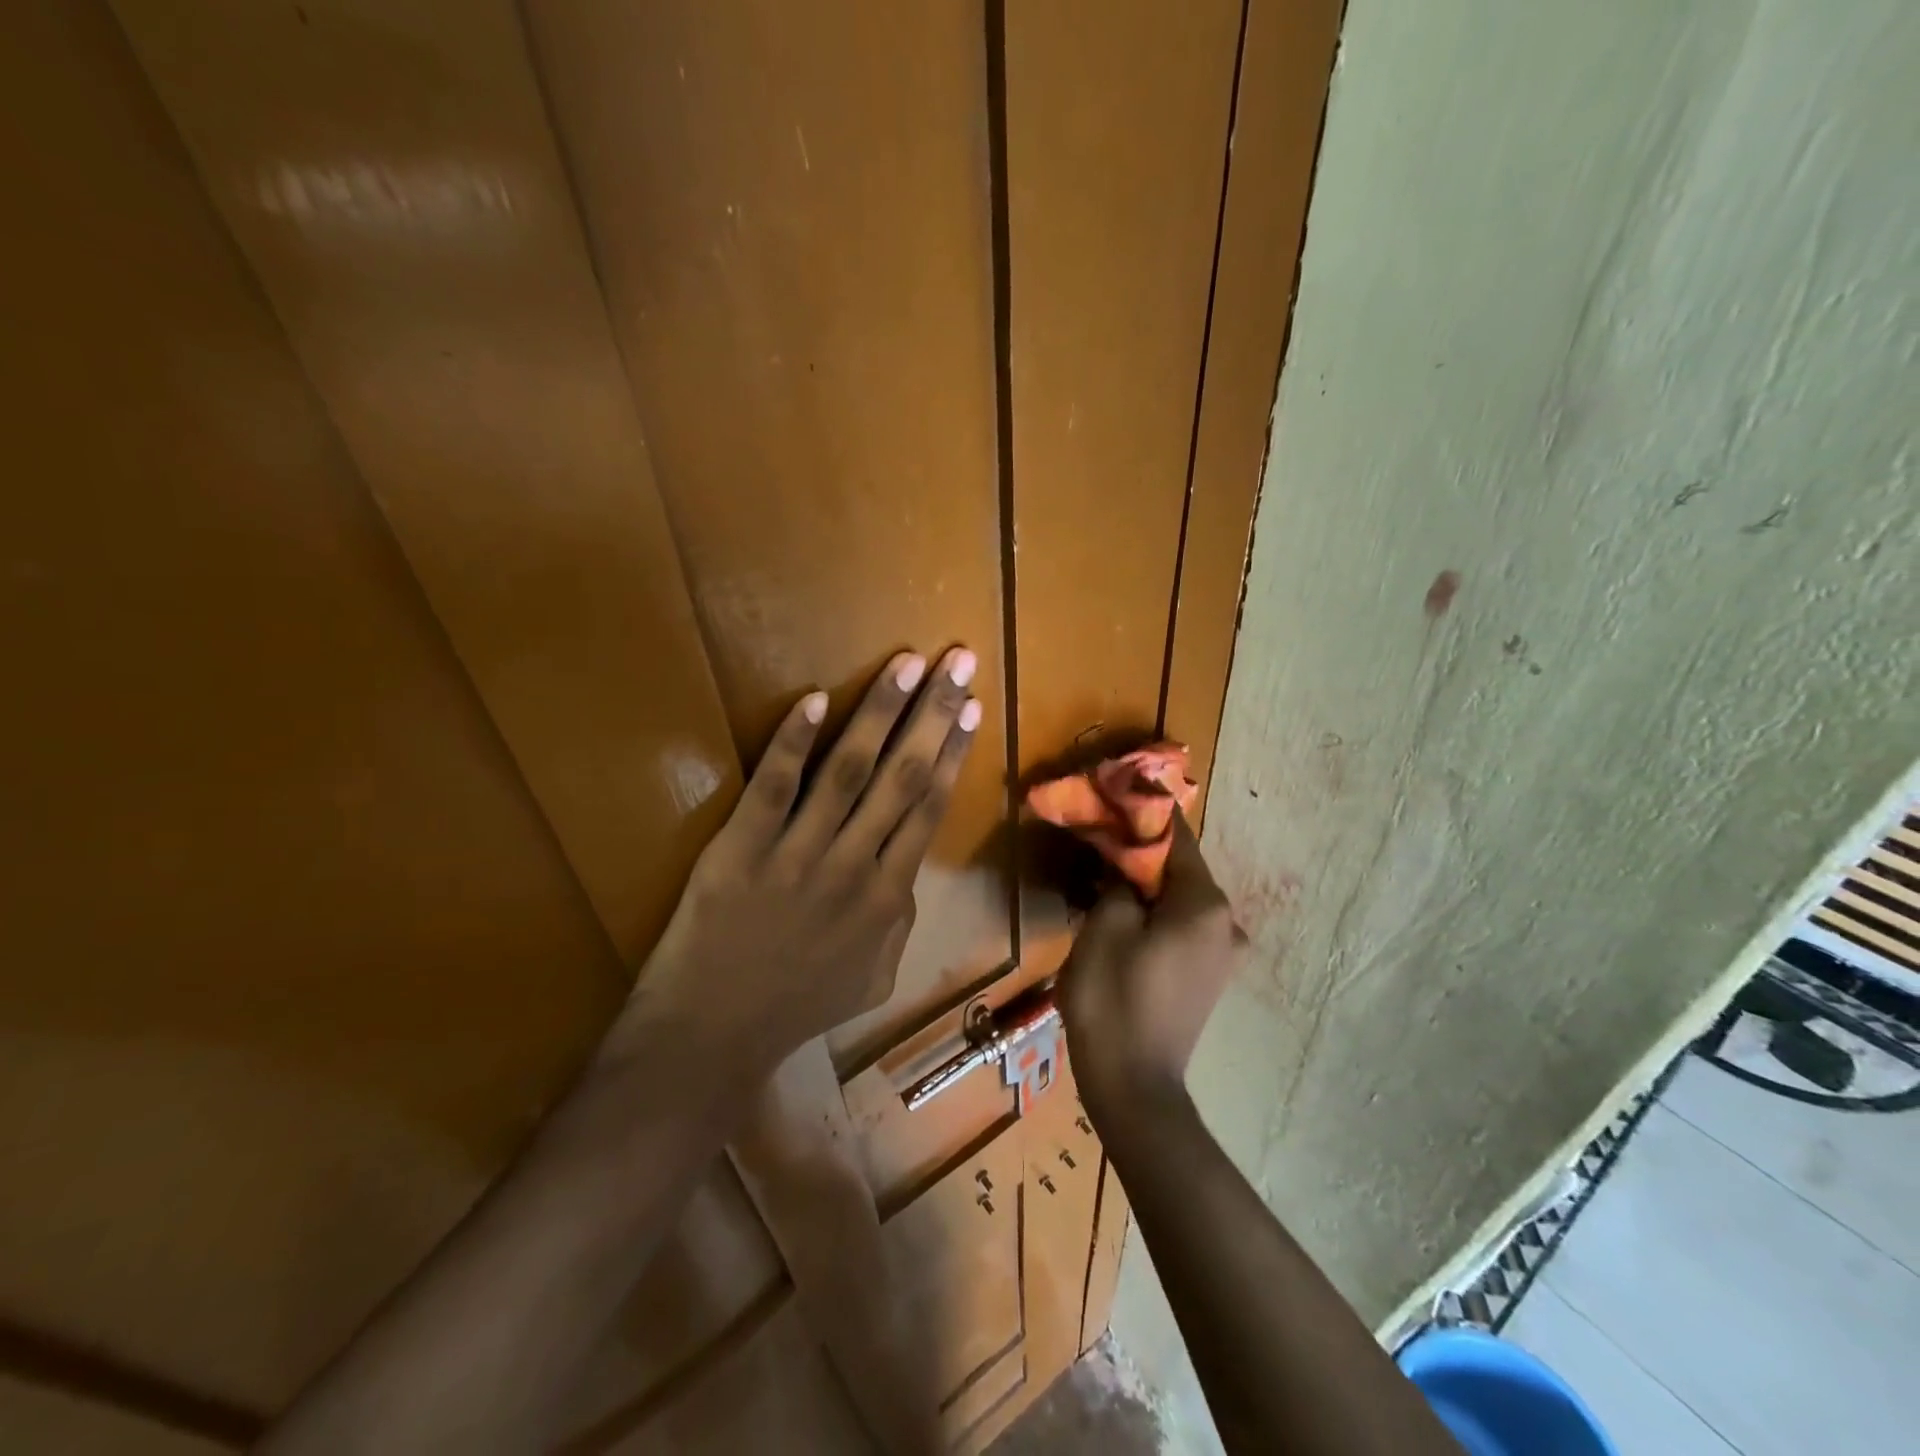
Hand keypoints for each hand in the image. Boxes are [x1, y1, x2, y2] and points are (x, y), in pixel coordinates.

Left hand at [603, 646, 981, 1080]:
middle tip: (957, 661)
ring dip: (880, 712)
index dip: (952, 752)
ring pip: (848, 771)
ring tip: (907, 663)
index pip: (928, 807)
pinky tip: (815, 699)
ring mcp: (798, 854)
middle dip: (933, 714)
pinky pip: (773, 788)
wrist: (713, 1034)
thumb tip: (908, 867)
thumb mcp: (874, 978)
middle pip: (902, 777)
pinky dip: (795, 743)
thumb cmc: (797, 1006)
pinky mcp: (742, 848)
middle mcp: (853, 866)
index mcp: (887, 897)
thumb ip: (901, 921)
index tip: (971, 707)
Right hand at [1058, 812, 1245, 1110]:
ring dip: (1143, 887)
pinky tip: (1121, 920)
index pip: (1176, 838)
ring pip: (1178, 900)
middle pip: (1178, 870)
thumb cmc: (1114, 998)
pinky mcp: (1209, 977)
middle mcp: (1226, 923)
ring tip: (1101, 882)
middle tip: (1097, 844)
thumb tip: (1125, 860)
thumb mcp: (1104, 927)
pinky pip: (1181, 928)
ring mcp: (1222, 953)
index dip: (1142, 816)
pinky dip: (1154, 915)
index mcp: (1205, 904)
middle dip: (1138, 854)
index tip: (1113, 800)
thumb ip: (1120, 880)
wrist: (1133, 1086)